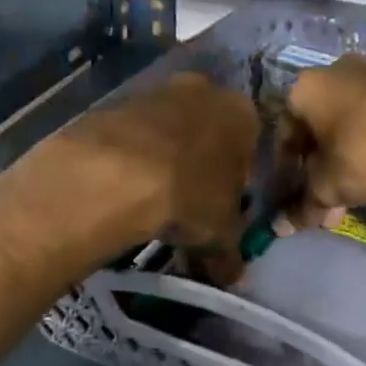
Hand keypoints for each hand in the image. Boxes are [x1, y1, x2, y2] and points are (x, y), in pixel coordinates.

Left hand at [9, 71, 259, 278]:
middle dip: (200, 167)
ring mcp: (156, 91)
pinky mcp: (114, 102)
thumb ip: (231, 253)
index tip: (222, 209)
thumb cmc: (189, 196)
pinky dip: (131, 159)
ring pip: (169, 132)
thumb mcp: (221, 234)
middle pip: (208, 133)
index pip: (251, 147)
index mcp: (242, 113)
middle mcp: (204, 90)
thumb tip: (232, 275)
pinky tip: (123, 189)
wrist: (115, 174)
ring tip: (150, 202)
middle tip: (187, 205)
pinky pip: (133, 136)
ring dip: (165, 160)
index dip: (238, 182)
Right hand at [277, 56, 365, 226]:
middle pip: (315, 131)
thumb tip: (281, 226)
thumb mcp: (329, 186)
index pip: (282, 135)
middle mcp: (333, 72)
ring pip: (344, 128)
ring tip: (348, 201)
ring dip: (341, 164)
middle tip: (323, 205)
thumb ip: (303, 206)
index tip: (292, 199)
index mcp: (305, 88)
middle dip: (316, 172)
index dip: (284, 174)